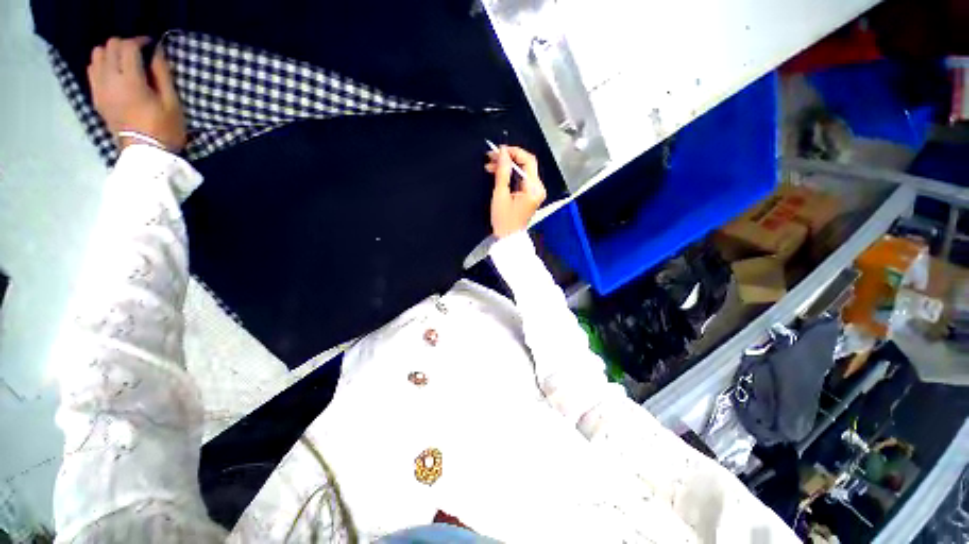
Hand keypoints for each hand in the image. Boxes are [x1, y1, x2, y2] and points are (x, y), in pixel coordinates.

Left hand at [87, 37, 186, 151]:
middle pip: (109, 46)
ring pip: (96, 56)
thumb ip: (162, 74)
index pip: (128, 47)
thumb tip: (156, 53)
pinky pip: (92, 71)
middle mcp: (109, 81)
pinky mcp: (96, 98)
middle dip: (124, 45)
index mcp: (130, 81)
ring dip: (111, 53)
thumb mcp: (171, 102)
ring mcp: (99, 90)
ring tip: (125, 62)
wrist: (146, 155)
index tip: (151, 46)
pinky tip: (115, 74)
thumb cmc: (164, 129)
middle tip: (139, 54)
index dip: (140, 41)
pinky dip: (102, 66)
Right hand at [485, 146, 546, 238]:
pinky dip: (510, 175)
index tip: (499, 150)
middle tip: (491, 157)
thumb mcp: (501, 195)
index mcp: (534, 188)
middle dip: (508, 158)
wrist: (508, 238)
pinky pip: (521, 179)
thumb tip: (503, 152)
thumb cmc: (504, 220)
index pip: (528, 160)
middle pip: (526, 164)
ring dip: (507, 166)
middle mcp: (538, 188)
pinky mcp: (530, 195)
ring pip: (523, 171)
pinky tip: (498, 173)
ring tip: (490, 165)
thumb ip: (503, 171)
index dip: (514, 152)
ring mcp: (535, 192)